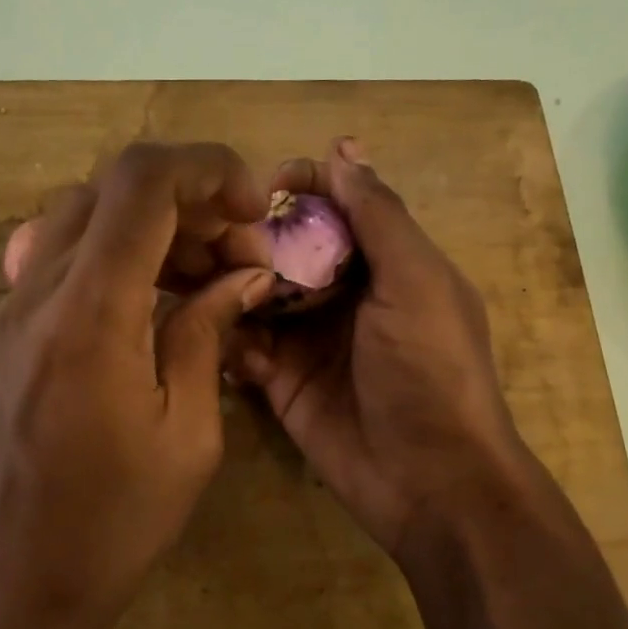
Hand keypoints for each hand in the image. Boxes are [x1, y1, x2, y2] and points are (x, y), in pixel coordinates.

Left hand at [0, 143, 275, 628]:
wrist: (16, 585)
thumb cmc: (115, 522)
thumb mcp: (188, 432)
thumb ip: (207, 332)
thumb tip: (242, 273)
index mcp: (89, 314)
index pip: (141, 183)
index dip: (206, 168)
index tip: (254, 206)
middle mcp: (38, 293)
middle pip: (111, 188)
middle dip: (189, 199)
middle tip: (239, 251)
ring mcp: (12, 309)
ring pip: (84, 215)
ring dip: (152, 224)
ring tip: (205, 273)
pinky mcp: (7, 332)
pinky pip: (61, 255)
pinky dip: (116, 251)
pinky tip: (153, 297)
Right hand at [229, 138, 540, 566]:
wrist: (429, 481)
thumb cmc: (432, 370)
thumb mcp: (415, 281)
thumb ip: (379, 215)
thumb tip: (345, 147)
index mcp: (385, 263)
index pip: (336, 206)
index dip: (302, 187)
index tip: (263, 185)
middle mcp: (344, 295)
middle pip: (288, 247)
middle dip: (253, 235)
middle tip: (214, 234)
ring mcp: (309, 340)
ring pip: (257, 293)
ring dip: (229, 281)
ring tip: (195, 274)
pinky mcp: (280, 382)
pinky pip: (243, 345)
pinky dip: (225, 334)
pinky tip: (209, 327)